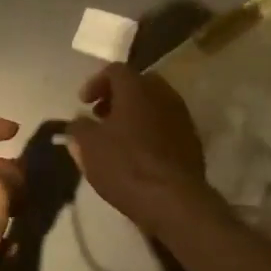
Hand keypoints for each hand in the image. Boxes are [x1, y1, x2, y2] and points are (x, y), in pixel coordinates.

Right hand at [65, 64, 214, 231]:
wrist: (174, 200)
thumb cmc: (126, 165)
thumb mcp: (89, 147)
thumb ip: (79, 128)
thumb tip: (78, 122)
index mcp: (137, 88)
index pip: (115, 70)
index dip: (95, 83)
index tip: (83, 103)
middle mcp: (163, 94)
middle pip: (138, 84)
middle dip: (117, 96)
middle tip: (101, 115)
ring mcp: (182, 116)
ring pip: (154, 104)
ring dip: (135, 114)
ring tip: (119, 137)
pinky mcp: (192, 140)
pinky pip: (166, 124)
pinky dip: (150, 130)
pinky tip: (139, 153)